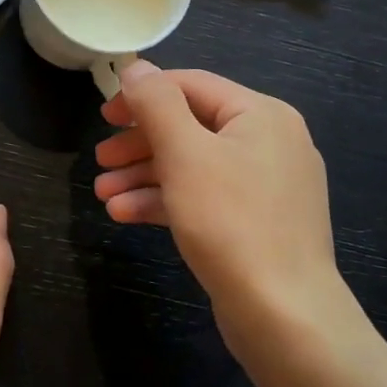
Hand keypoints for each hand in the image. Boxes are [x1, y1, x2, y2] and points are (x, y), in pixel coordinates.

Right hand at [94, 62, 347, 341]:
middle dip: (140, 143)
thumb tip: (136, 67)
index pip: (191, 85)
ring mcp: (266, 186)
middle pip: (191, 126)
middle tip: (101, 159)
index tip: (104, 115)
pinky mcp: (257, 223)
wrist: (286, 319)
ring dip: (145, 175)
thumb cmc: (231, 223)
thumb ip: (156, 103)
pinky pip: (205, 197)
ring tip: (103, 194)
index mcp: (261, 114)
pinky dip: (167, 201)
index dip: (143, 95)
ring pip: (194, 165)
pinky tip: (126, 215)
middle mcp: (269, 142)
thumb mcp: (185, 153)